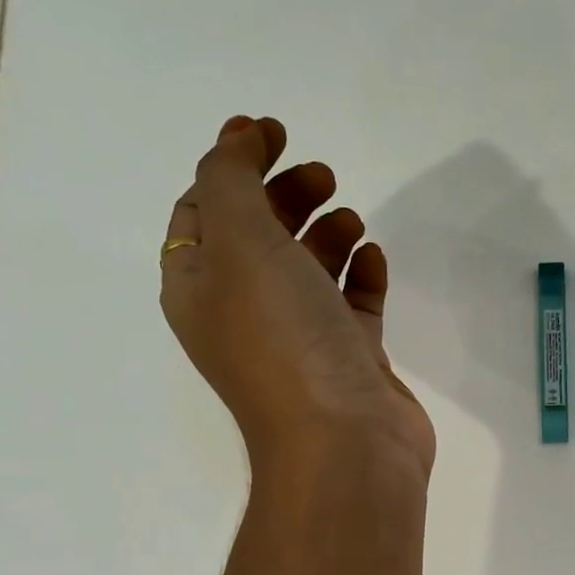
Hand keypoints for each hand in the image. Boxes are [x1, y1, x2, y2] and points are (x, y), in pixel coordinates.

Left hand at [160, 116, 436, 489]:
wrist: (345, 442)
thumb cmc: (284, 339)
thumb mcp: (240, 244)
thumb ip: (232, 179)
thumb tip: (237, 134)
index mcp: (201, 287)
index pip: (203, 211)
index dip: (231, 165)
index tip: (274, 132)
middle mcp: (245, 311)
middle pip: (259, 235)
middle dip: (285, 195)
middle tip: (322, 173)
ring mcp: (302, 337)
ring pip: (309, 268)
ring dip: (326, 232)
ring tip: (351, 217)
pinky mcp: (351, 357)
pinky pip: (353, 303)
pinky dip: (361, 275)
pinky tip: (373, 259)